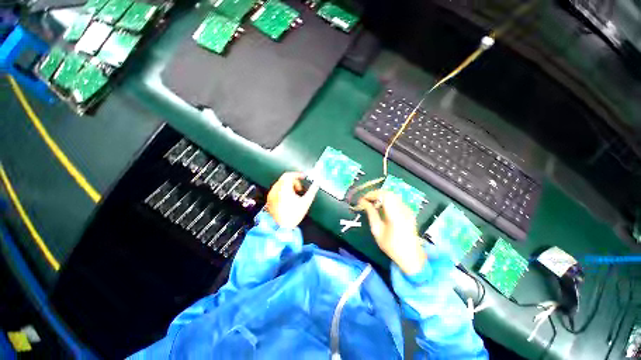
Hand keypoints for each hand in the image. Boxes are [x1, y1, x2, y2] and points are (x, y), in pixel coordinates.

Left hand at [266, 172, 319, 228]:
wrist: (281, 227)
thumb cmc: (293, 215)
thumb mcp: (306, 202)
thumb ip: (312, 191)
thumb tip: (316, 184)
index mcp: (284, 188)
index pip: (290, 175)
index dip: (298, 174)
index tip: (303, 176)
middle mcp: (276, 189)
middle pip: (285, 178)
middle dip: (294, 181)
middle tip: (300, 188)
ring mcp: (272, 194)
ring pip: (281, 183)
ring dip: (289, 185)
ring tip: (295, 194)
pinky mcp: (270, 199)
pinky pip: (277, 189)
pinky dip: (283, 190)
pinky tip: (288, 198)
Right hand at [359, 191, 425, 274]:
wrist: (411, 257)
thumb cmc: (391, 246)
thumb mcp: (377, 231)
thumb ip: (371, 214)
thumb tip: (363, 202)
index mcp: (396, 216)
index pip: (385, 196)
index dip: (372, 194)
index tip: (363, 198)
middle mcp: (404, 210)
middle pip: (389, 193)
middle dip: (375, 194)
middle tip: (366, 200)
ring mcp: (408, 210)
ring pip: (393, 196)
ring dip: (381, 197)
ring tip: (372, 203)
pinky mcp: (409, 212)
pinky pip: (396, 200)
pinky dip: (387, 200)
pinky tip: (381, 208)